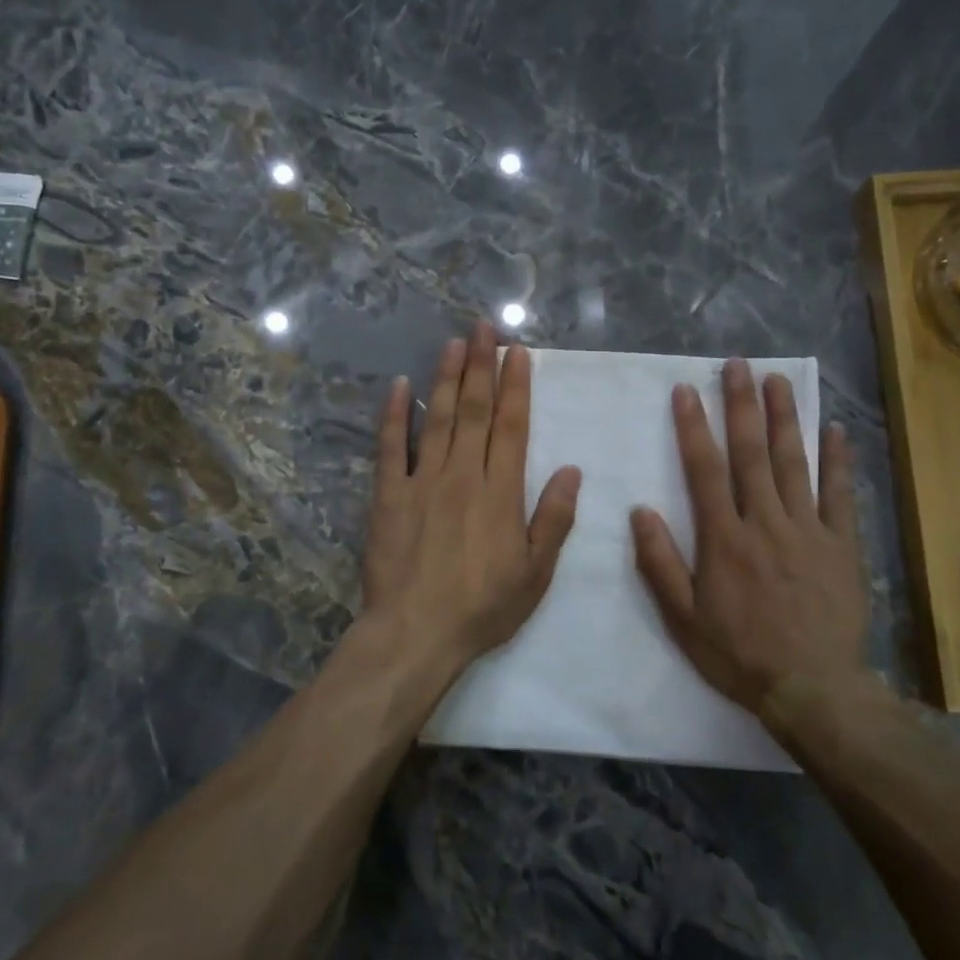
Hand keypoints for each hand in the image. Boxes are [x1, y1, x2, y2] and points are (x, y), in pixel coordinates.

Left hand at [358, 322, 582, 683]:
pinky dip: (394, 415)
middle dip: (481, 365)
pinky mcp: (388, 495)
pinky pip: (391, 447)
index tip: (517, 352)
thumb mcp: (535, 573)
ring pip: (437, 418)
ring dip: (446, 377)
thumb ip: (553, 518)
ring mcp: (422, 481)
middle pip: (474, 410)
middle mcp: (463, 474)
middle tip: (483, 326)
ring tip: (453, 342)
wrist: (416, 632)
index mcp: (501, 491)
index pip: (511, 425)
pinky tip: (399, 386)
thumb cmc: (482, 607)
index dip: (515, 386)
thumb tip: (572, 471)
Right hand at [630, 358, 867, 715]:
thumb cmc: (739, 654)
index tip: (687, 391)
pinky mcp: (842, 545)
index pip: (705, 471)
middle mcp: (765, 523)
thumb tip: (640, 511)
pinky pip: (841, 495)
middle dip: (742, 406)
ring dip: (785, 419)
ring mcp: (808, 531)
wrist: (812, 689)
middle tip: (738, 365)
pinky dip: (838, 461)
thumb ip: (660, 563)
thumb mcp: (683, 618)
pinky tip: (834, 429)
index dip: (694, 428)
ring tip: (778, 380)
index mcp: (724, 539)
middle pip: (752, 454)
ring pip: (794, 464)